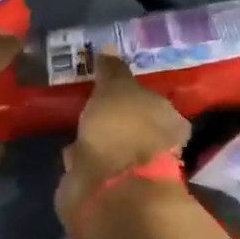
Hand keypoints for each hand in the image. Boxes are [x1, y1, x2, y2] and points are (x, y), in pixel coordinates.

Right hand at [54, 53, 189, 233]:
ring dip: (98, 140)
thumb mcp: (115, 88)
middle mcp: (157, 147)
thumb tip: (108, 49)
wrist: (106, 188)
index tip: (115, 88)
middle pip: (135, 127)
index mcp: (170, 121)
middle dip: (116, 119)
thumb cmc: (121, 129)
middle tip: (92, 105)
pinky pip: (93, 166)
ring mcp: (132, 172)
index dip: (137, 96)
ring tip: (77, 125)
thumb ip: (112, 70)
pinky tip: (70, 150)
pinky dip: (83, 159)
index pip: (157, 103)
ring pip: (113, 147)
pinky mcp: (106, 189)